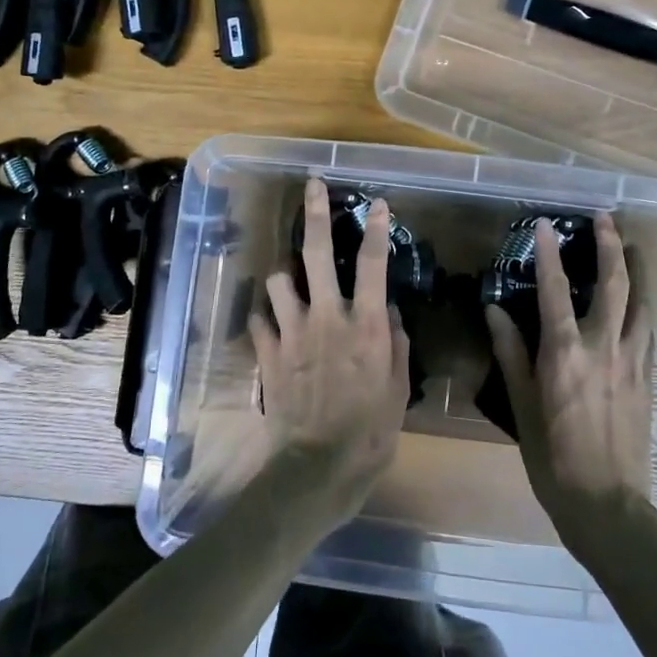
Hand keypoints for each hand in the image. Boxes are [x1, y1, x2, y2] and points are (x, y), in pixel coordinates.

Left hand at [249, 178, 410, 522]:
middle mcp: (327, 317)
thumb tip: (387, 311)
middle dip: (314, 215)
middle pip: (316, 254)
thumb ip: (394, 343)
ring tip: (292, 280)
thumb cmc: (369, 432)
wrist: (317, 468)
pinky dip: (266, 313)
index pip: (373, 265)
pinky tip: (271, 317)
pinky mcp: (268, 353)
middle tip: (312, 188)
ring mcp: (292, 333)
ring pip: (279, 280)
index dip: (376, 230)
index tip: (377, 204)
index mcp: (365, 325)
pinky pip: (260, 318)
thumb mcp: (397, 388)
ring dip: (286, 275)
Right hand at [485, 213, 652, 556]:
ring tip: (630, 248)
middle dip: (610, 246)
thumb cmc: (554, 458)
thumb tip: (494, 310)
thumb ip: (510, 353)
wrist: (608, 505)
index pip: (556, 289)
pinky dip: (641, 306)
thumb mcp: (522, 406)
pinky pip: (647, 330)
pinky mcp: (648, 378)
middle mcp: (603, 347)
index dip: (550, 253)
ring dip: (635, 270)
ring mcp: (632, 361)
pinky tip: (637, 303)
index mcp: (565, 353)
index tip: (545, 224)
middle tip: (605, 218)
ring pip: (640, 302)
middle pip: (614, 284)